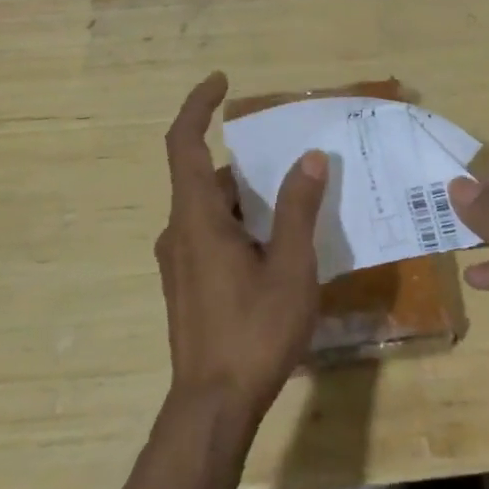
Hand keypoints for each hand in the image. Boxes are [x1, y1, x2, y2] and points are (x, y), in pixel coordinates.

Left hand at [156, 72, 329, 428]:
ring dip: (251, 202)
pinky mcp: (187, 284)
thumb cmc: (254, 331)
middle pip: (208, 179)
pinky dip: (243, 227)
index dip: (197, 106)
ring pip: (213, 211)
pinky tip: (281, 250)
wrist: (213, 405)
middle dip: (250, 167)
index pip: (183, 143)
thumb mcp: (289, 266)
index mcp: (196, 218)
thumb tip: (309, 158)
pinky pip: (213, 236)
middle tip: (296, 166)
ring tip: (300, 207)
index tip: (221, 82)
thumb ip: (297, 209)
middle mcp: (179, 231)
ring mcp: (179, 261)